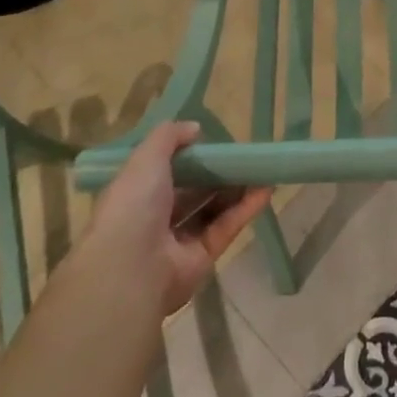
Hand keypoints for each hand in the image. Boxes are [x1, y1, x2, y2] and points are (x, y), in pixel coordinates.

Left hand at [81, 121, 272, 315]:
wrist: (131, 269)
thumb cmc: (133, 205)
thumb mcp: (146, 158)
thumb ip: (170, 137)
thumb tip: (195, 128)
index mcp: (136, 193)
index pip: (163, 172)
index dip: (187, 158)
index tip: (211, 143)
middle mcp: (154, 218)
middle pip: (191, 192)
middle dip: (215, 174)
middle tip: (242, 157)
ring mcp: (178, 241)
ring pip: (211, 210)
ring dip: (236, 190)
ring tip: (261, 169)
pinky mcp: (202, 259)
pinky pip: (225, 229)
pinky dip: (245, 209)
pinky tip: (265, 190)